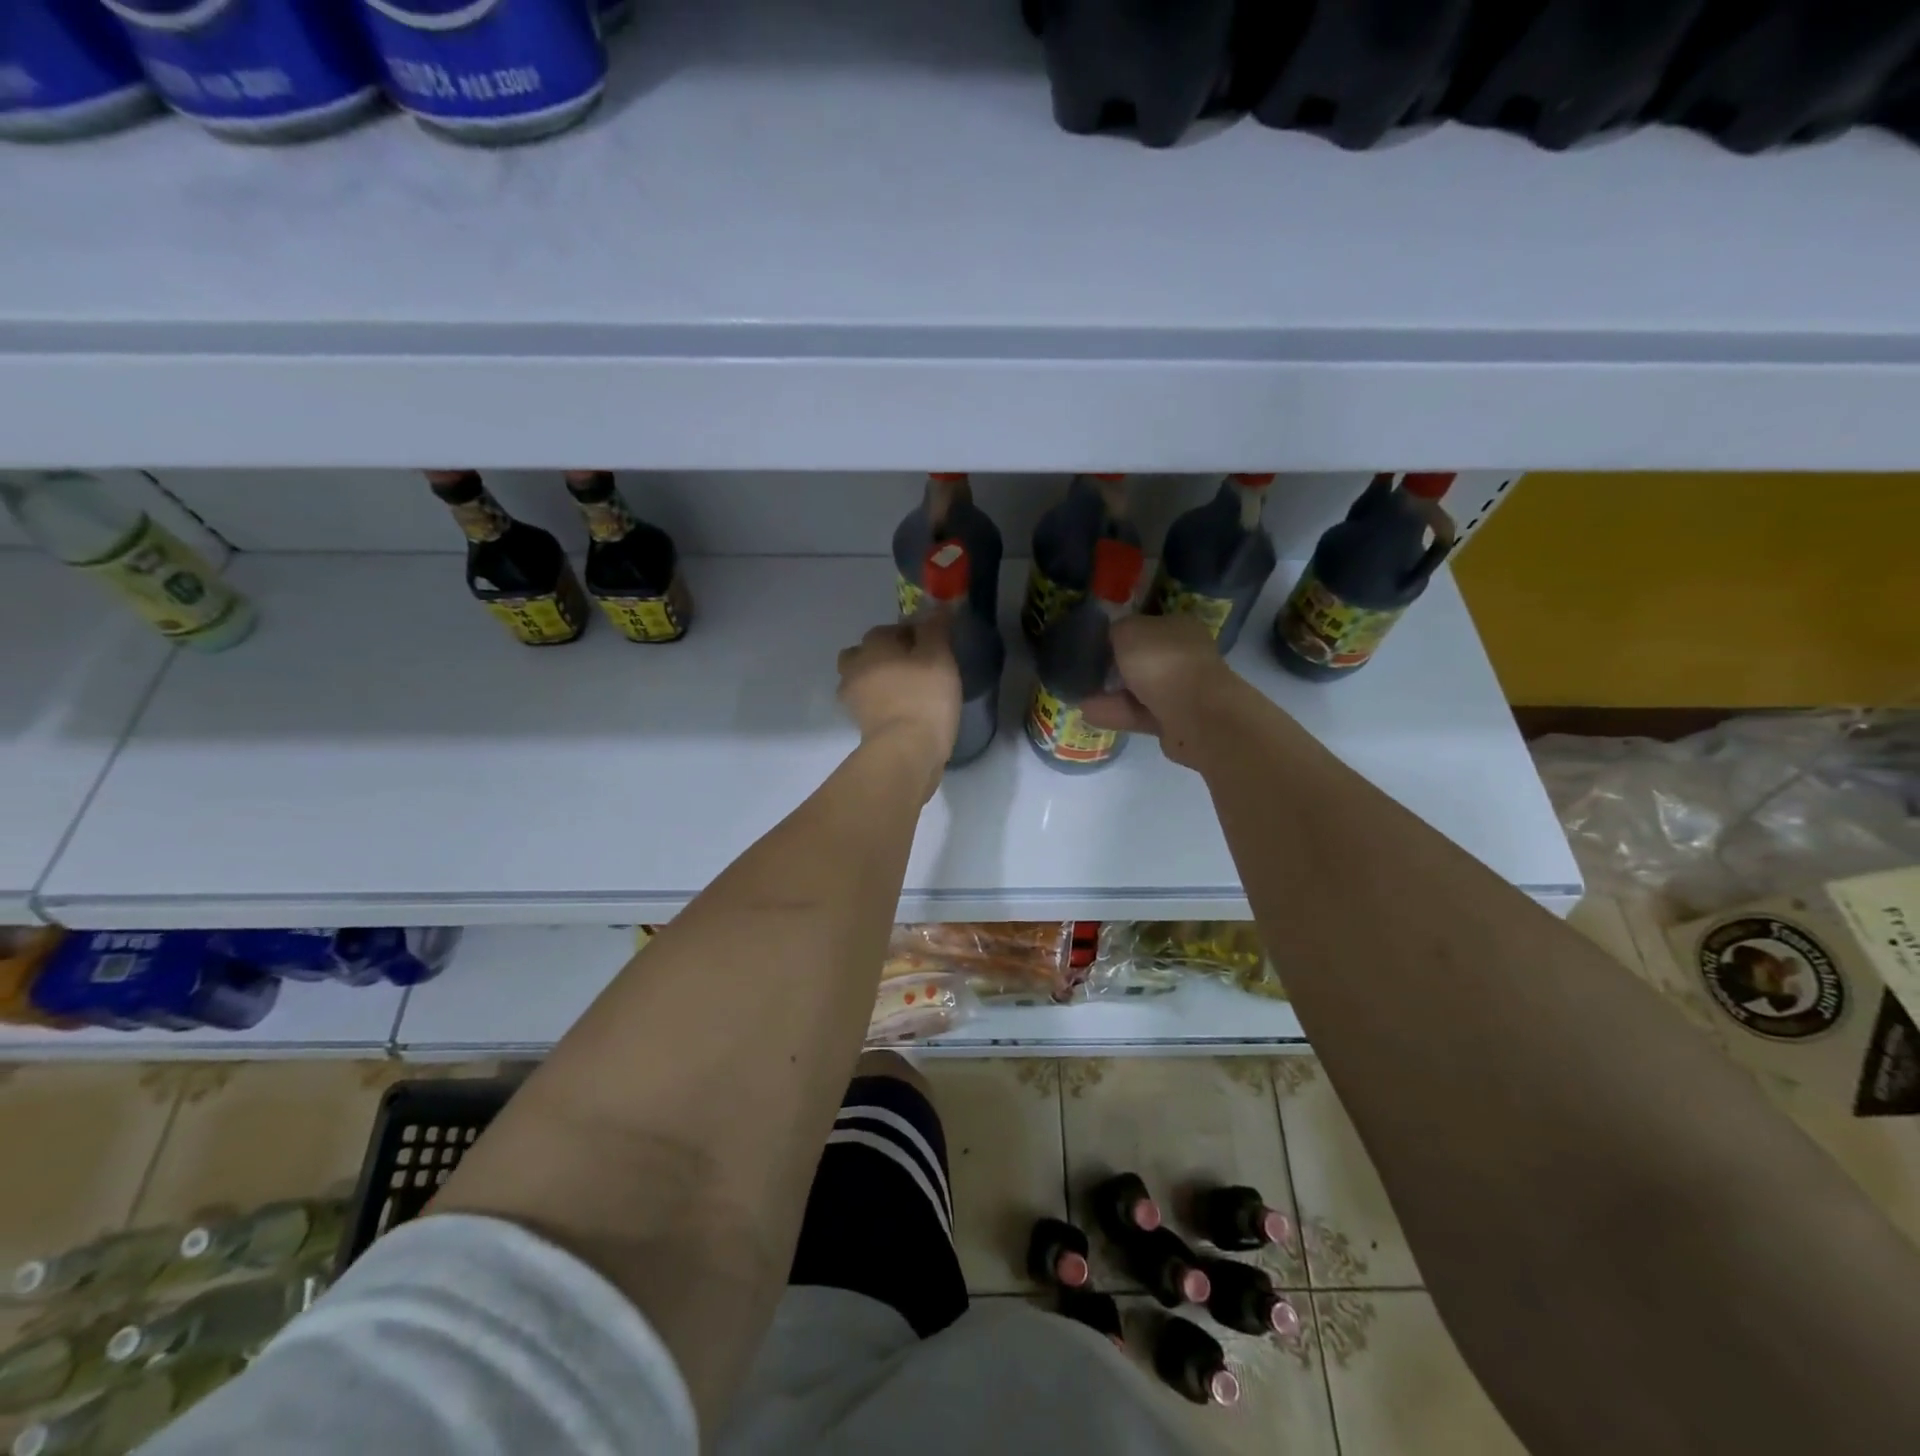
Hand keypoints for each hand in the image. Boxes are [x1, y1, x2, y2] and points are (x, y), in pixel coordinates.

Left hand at [836, 615, 960, 789]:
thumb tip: (936, 608)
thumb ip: (936, 628)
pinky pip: (868, 703)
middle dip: (886, 655)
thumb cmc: (925, 697)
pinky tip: (901, 710)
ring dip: (878, 678)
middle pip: (867, 652)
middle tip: (915, 667)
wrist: (906, 750)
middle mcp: (855, 666)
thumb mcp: (939, 656)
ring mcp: (852, 696)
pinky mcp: (857, 722)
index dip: (912, 634)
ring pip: (863, 678)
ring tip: (906, 690)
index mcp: (874, 645)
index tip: (932, 647)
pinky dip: (880, 702)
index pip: (890, 629)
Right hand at [1079, 614, 1234, 768]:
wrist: (1194, 715)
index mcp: (1179, 628)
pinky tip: (1087, 712)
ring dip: (1110, 692)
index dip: (1120, 632)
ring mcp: (1181, 690)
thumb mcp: (1128, 630)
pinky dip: (1114, 712)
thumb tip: (1111, 637)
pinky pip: (1137, 713)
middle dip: (1113, 665)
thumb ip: (1116, 630)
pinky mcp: (1173, 721)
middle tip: (1083, 669)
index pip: (1146, 625)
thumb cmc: (1162, 661)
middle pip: (1142, 659)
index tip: (1094, 641)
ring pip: (1138, 689)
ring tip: (1077, 693)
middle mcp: (1183, 656)